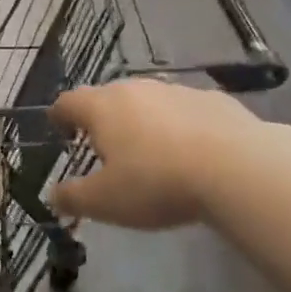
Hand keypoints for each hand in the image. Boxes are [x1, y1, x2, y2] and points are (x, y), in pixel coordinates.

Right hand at [48, 78, 261, 229]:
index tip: (59, 129)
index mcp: (102, 107)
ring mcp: (176, 90)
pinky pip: (185, 111)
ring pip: (148, 102)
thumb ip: (73, 197)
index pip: (68, 102)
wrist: (237, 168)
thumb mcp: (106, 202)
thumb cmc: (157, 183)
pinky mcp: (213, 99)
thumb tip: (53, 195)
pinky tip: (192, 152)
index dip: (59, 116)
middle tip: (105, 148)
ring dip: (143, 121)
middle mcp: (135, 89)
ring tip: (150, 152)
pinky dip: (180, 126)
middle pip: (108, 98)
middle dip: (102, 119)